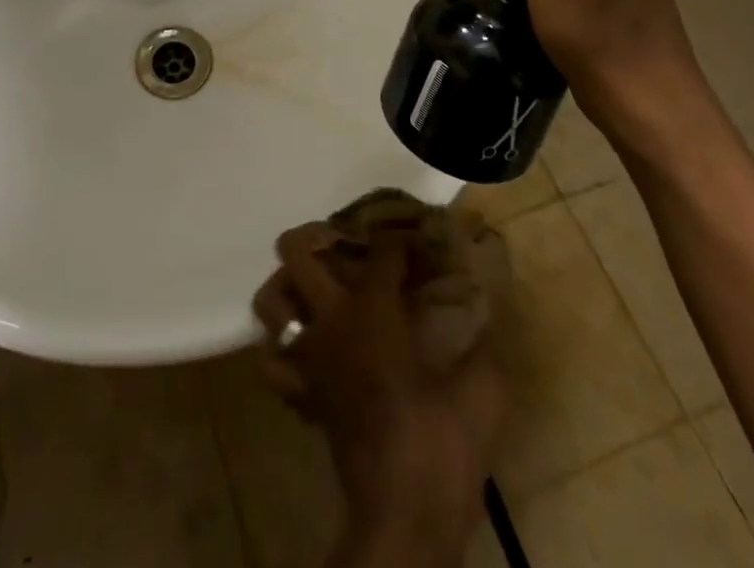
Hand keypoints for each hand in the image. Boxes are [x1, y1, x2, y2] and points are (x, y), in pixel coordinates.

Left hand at [251, 225, 505, 564]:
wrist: (404, 518)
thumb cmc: (442, 447)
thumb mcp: (483, 393)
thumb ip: (481, 345)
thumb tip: (483, 314)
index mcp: (372, 309)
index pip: (380, 250)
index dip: (399, 239)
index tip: (415, 241)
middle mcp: (330, 319)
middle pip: (297, 251)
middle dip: (316, 235)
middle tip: (346, 245)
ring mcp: (308, 354)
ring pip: (270, 300)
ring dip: (288, 286)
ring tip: (316, 287)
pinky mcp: (301, 392)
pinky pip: (273, 360)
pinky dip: (282, 347)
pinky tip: (308, 346)